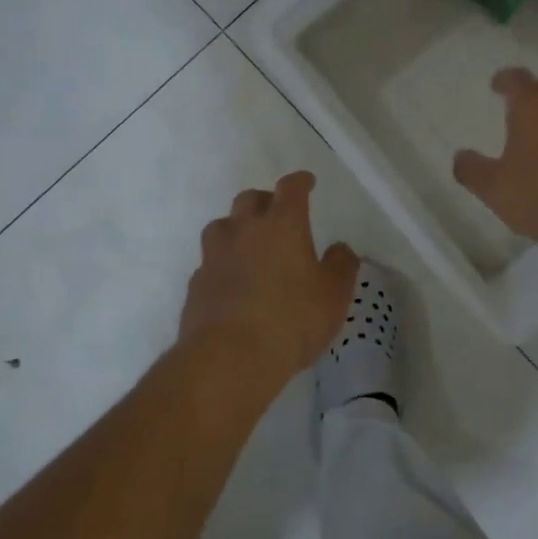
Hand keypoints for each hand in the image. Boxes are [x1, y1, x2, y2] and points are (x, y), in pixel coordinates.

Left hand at [178, 171, 358, 393]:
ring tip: (249, 245)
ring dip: (237, 228)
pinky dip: (223, 264)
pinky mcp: (196, 284)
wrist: (229, 357)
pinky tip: (232, 283)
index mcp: (282, 224)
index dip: (300, 182)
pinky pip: (210, 262)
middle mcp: (244, 230)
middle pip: (249, 199)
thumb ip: (341, 266)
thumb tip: (339, 248)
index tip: (307, 182)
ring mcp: (214, 256)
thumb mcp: (334, 294)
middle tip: (277, 213)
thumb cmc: (292, 318)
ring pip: (222, 226)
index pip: (290, 188)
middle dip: (265, 200)